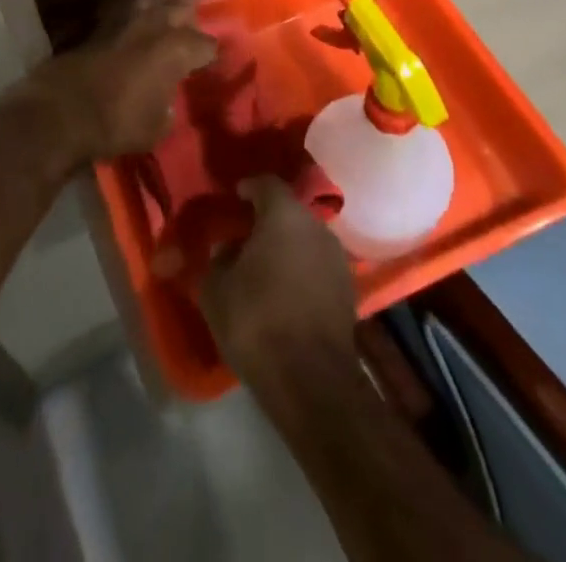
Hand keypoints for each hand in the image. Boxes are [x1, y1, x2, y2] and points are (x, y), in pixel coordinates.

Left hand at [23, 0, 216, 162]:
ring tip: (159, 31)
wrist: (60, 112)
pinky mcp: (97, 24)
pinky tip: (129, 36)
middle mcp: (154, 24)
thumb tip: (166, 100)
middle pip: (181, 8)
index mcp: (177, 48)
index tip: (210, 65)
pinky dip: (130, 23)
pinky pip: (123, 15)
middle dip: (187, 22)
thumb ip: (169, 107)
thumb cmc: (117, 123)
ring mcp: (123, 19)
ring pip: (150, 2)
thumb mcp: (157, 128)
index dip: (210, 56)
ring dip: (158, 14)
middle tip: (187, 41)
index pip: (207, 44)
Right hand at [201, 176, 357, 383]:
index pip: (266, 183)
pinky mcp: (349, 291)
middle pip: (289, 212)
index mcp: (284, 214)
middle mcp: (317, 226)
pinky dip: (302, 273)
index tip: (234, 198)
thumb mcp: (216, 288)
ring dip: (287, 248)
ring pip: (306, 241)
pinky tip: (286, 294)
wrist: (311, 381)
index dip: (248, 188)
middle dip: (268, 221)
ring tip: (265, 269)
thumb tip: (228, 248)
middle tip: (245, 237)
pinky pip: (318, 268)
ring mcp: (337, 259)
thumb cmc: (256, 321)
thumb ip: (218, 258)